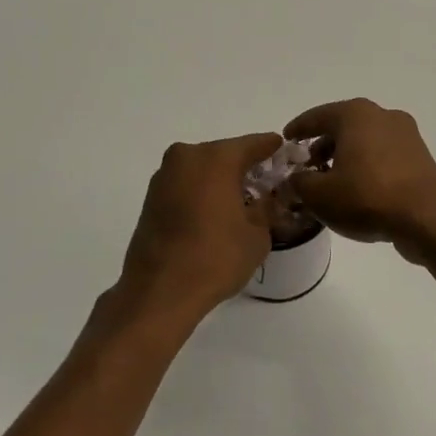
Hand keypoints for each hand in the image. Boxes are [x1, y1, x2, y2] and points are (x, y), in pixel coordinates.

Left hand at [115, 133, 280, 321]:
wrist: (160, 292)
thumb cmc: (216, 257)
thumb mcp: (257, 234)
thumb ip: (266, 208)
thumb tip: (266, 199)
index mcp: (216, 158)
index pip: (253, 144)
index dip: (272, 149)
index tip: (285, 153)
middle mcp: (186, 157)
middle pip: (225, 155)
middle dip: (245, 168)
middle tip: (266, 184)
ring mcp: (164, 177)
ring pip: (202, 170)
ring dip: (221, 181)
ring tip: (241, 203)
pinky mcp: (151, 198)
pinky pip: (186, 186)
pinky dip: (202, 193)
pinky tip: (215, 214)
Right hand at [284, 100, 435, 260]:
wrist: (426, 220)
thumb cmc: (367, 198)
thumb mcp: (319, 195)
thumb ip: (298, 183)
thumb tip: (293, 179)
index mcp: (355, 114)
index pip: (317, 116)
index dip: (297, 129)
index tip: (285, 141)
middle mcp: (382, 115)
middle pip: (342, 126)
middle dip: (321, 145)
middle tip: (307, 167)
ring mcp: (406, 134)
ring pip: (364, 141)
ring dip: (344, 156)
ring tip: (330, 182)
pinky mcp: (419, 156)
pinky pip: (383, 155)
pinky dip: (365, 165)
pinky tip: (357, 188)